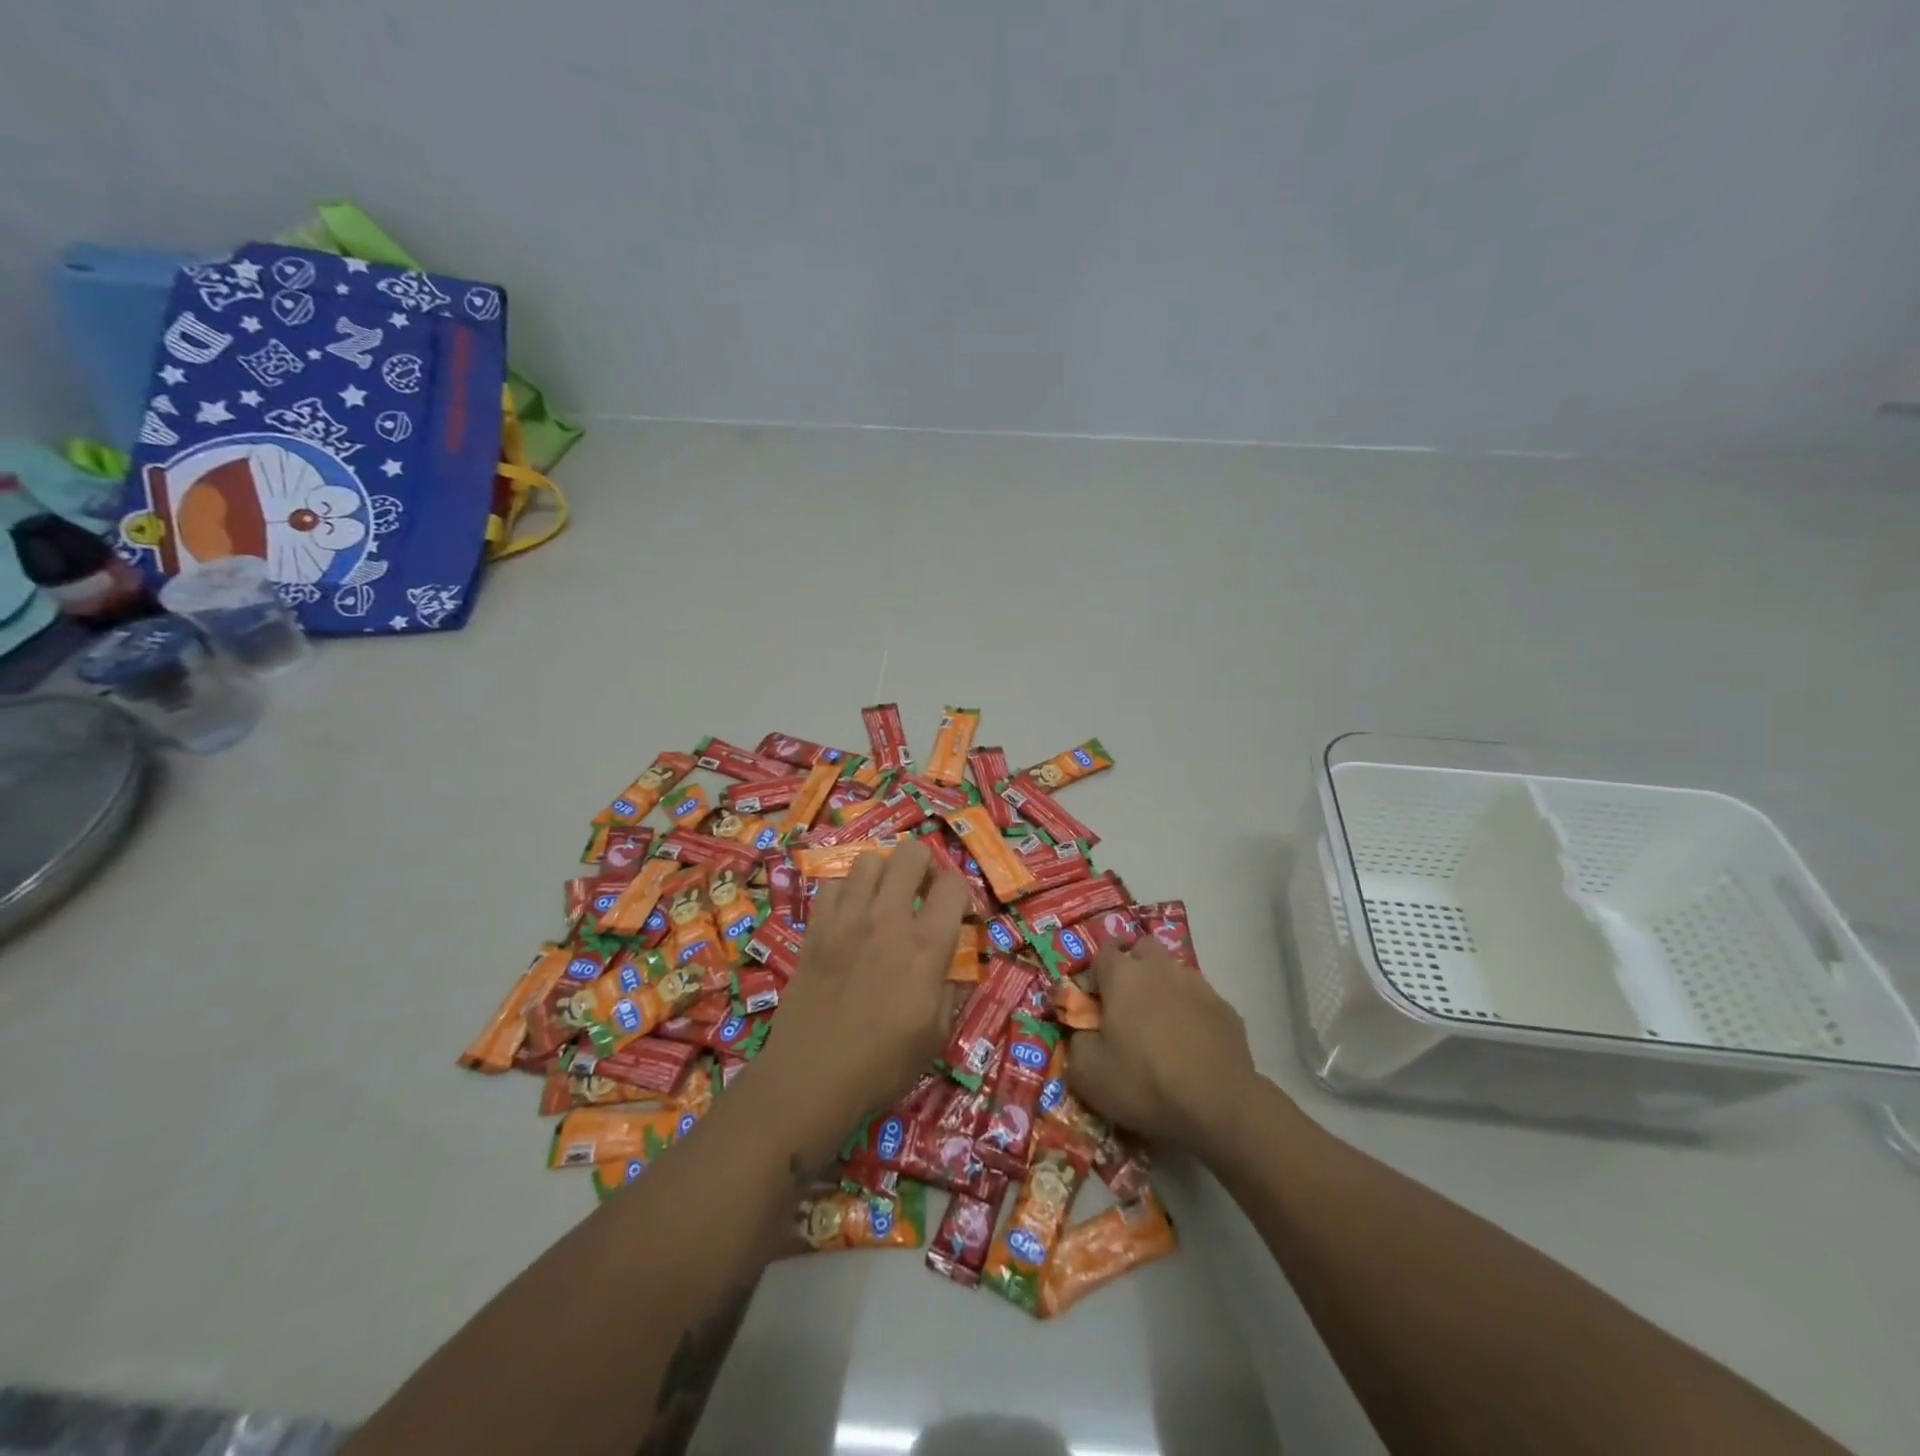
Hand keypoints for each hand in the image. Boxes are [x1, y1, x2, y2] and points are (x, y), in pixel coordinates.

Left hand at [755, 840, 967, 1134]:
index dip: (961, 893)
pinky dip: (844, 892)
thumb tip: (956, 966)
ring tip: (883, 899)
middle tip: (922, 891)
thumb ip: (952, 990)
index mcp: (925, 946)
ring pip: (868, 861)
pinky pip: (830, 885)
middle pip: (911, 854)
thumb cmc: (882, 1065)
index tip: (957, 913)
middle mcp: (887, 919)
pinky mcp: (815, 929)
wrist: (811, 1078)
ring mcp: (846, 919)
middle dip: (925, 865)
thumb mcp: (936, 1035)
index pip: (953, 885)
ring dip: (883, 873)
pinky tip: (848, 916)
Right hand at [1067, 938, 1262, 1159]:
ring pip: (1174, 972)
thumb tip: (1082, 1030)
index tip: (1094, 1000)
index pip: (1102, 951)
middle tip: (1127, 1004)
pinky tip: (1192, 1046)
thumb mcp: (1087, 1074)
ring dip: (1164, 989)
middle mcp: (1160, 968)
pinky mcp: (1226, 1009)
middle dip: (1133, 966)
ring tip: (1161, 1028)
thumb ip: (1076, 1041)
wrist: (1219, 1106)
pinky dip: (1192, 1013)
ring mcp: (1198, 985)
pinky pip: (1200, 1001)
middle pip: (1143, 948)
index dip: (1095, 972)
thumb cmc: (1144, 1082)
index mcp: (1123, 975)